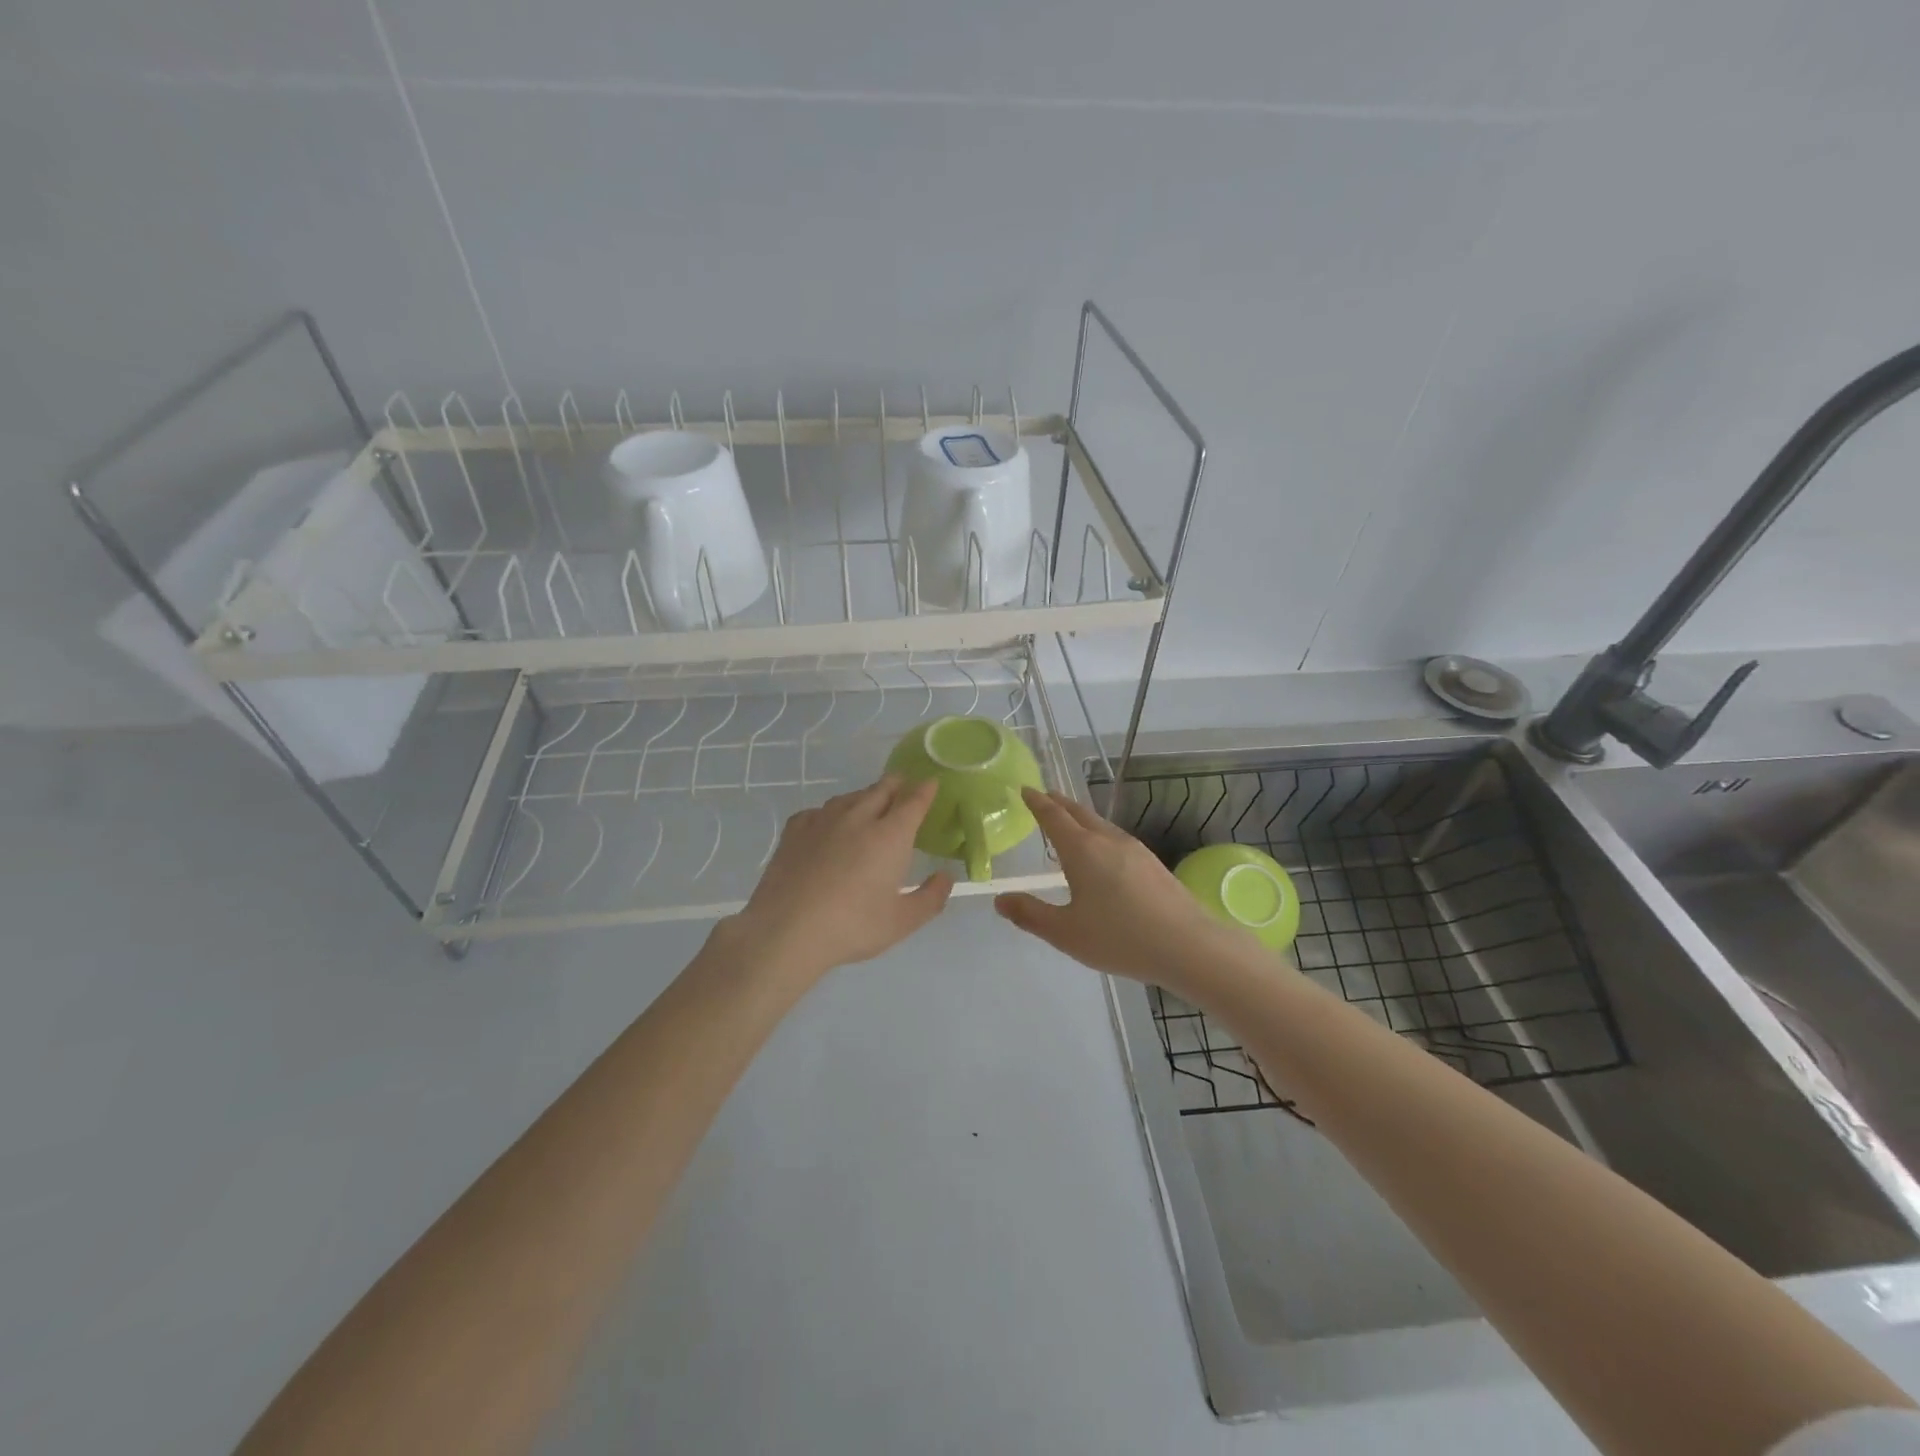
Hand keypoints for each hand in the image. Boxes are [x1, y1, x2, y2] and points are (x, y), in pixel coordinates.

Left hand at [725, 775, 953, 981]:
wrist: (786, 930)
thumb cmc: (852, 926)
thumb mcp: (902, 922)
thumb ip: (931, 897)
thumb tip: (945, 877)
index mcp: (890, 835)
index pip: (913, 802)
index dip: (925, 790)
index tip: (931, 783)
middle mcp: (858, 818)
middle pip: (881, 789)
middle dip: (897, 784)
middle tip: (904, 786)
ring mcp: (823, 820)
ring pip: (850, 797)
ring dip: (865, 796)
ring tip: (870, 804)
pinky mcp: (795, 830)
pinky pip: (820, 810)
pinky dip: (832, 812)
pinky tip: (829, 825)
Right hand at [994, 788, 1240, 989]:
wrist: (1188, 945)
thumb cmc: (1120, 938)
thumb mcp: (1066, 932)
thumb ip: (1030, 914)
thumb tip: (1000, 899)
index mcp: (1082, 850)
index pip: (1053, 816)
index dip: (1037, 802)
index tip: (1024, 789)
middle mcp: (1107, 840)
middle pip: (1078, 812)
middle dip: (1058, 803)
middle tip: (1044, 797)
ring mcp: (1134, 849)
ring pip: (1100, 824)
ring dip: (1080, 817)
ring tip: (1069, 822)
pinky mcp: (1152, 863)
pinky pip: (1116, 837)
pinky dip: (1098, 833)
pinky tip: (1102, 852)